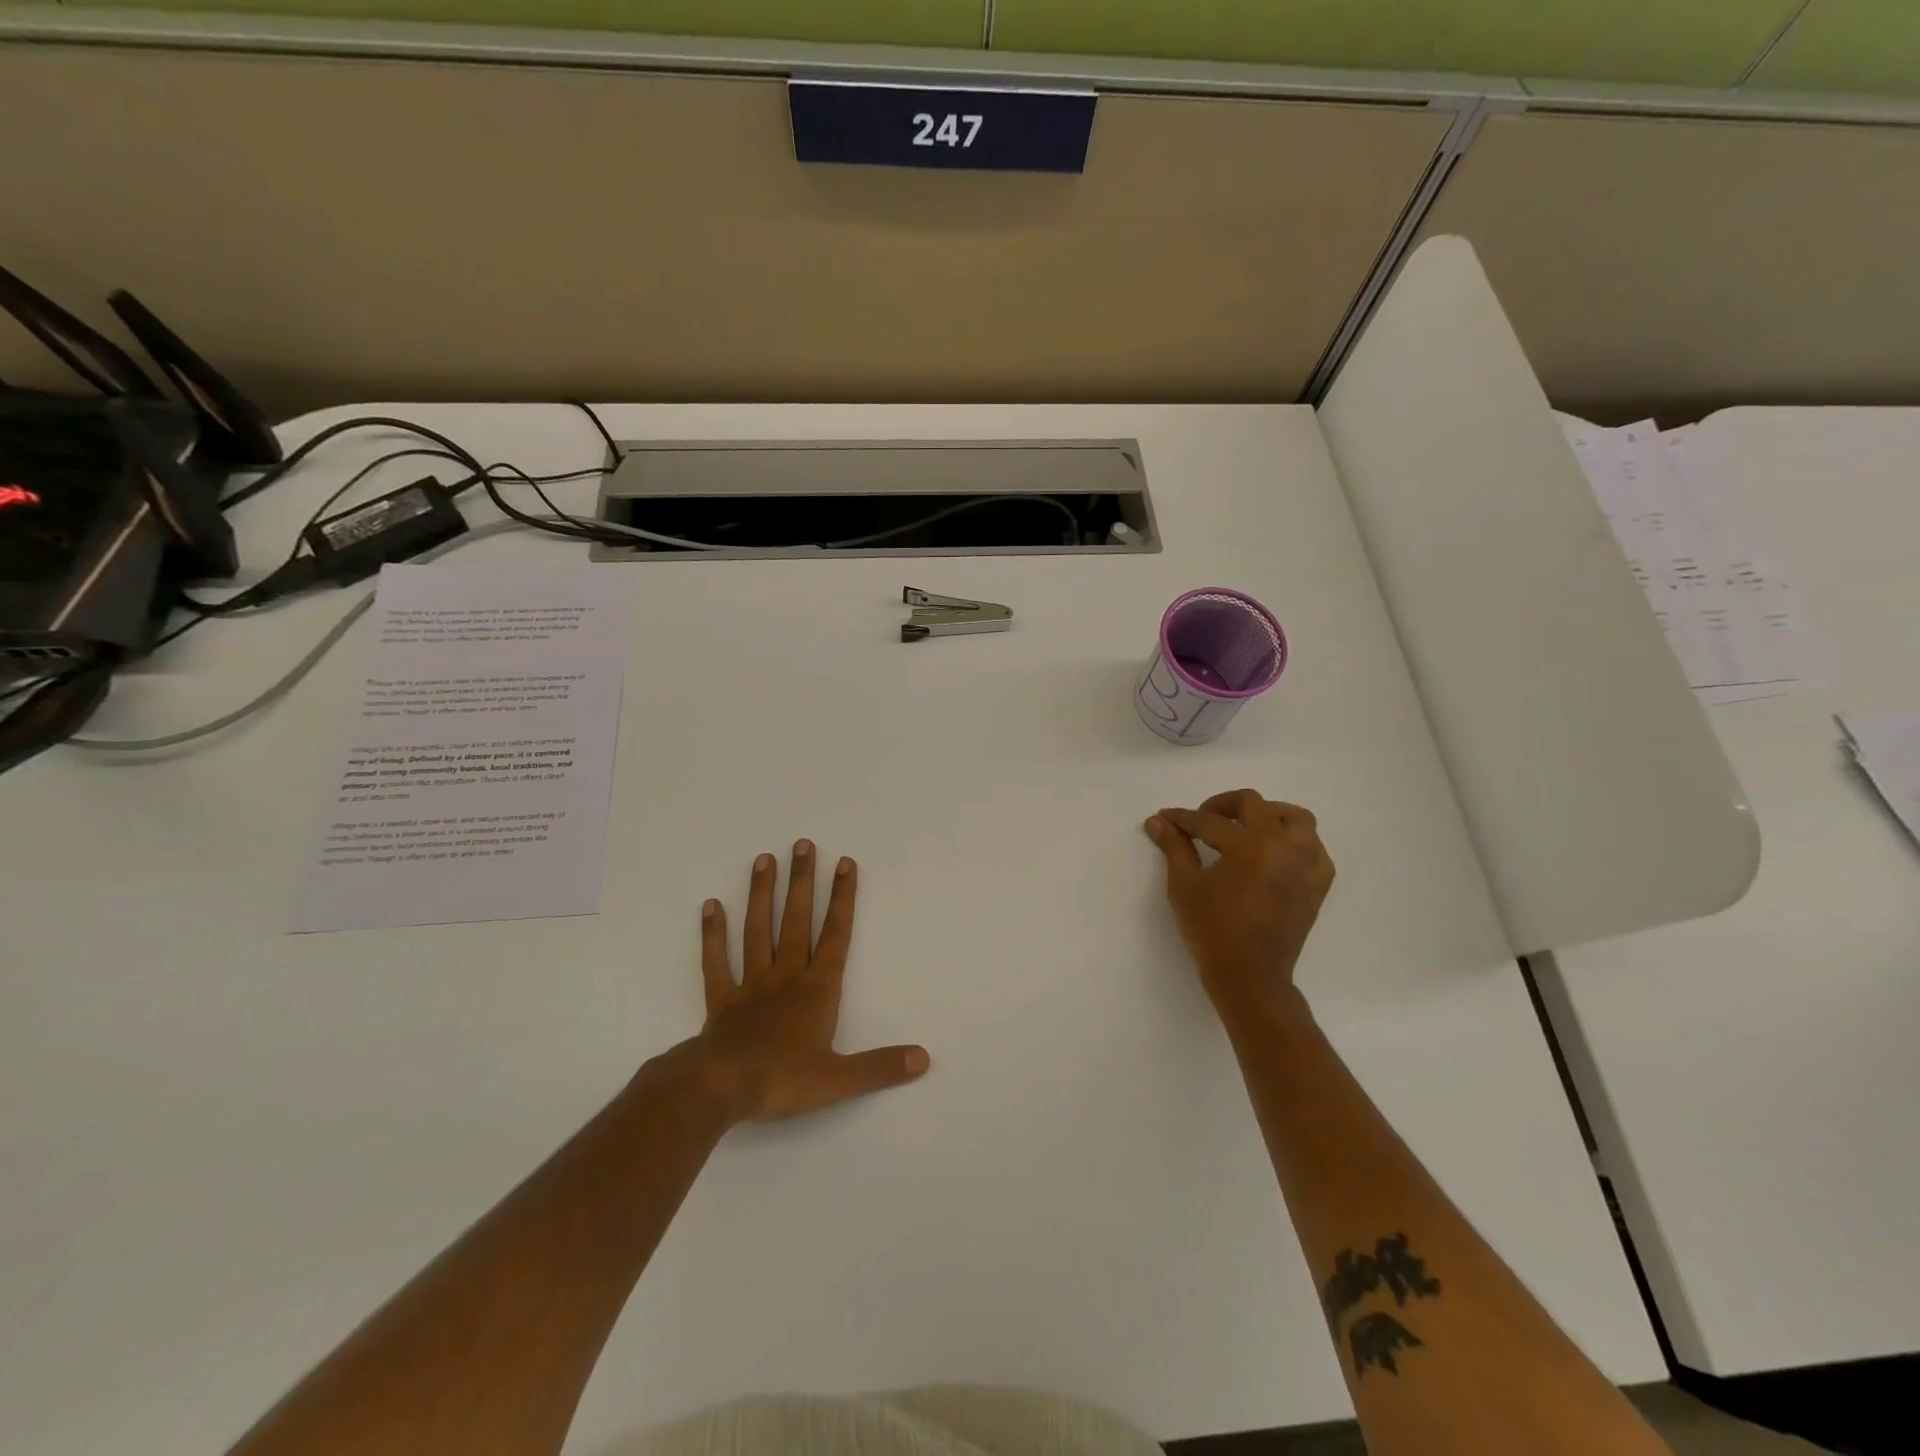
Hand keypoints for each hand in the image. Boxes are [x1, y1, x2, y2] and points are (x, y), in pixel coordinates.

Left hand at [688, 841, 929, 1123]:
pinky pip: (717, 962)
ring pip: (758, 931)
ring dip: (762, 895)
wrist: (720, 1088)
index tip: (845, 863)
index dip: (843, 899)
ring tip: (764, 859)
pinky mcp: (721, 1000)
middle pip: (797, 921)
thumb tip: (924, 1058)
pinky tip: (711, 905)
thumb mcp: (839, 1079)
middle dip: (803, 882)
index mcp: (817, 990)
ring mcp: (751, 985)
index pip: (836, 935)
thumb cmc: (782, 1080)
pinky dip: (713, 934)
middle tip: (803, 844)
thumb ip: (881, 1066)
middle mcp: (786, 976)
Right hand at [1145, 790, 1334, 1019]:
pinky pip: (1315, 849)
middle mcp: (1284, 848)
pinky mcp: (1317, 885)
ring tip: (1245, 827)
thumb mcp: (1185, 886)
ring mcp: (1306, 866)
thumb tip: (1157, 821)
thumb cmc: (1212, 931)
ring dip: (1268, 814)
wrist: (1249, 977)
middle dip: (1221, 806)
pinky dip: (1297, 843)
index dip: (1183, 818)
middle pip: (1254, 804)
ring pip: (1296, 819)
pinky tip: (1275, 853)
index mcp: (1251, 846)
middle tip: (1201, 821)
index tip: (1165, 818)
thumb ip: (1174, 847)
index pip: (1210, 822)